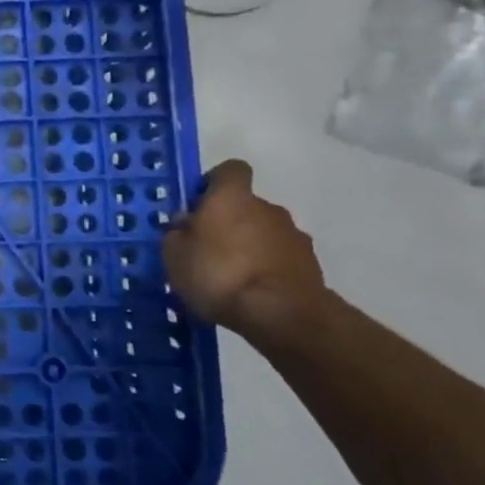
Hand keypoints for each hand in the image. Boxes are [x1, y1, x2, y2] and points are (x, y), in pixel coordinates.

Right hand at [163, 160, 328, 336]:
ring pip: (263, 232)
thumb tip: (186, 225)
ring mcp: (293, 235)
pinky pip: (280, 257)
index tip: (199, 205)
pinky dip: (267, 267)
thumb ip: (177, 233)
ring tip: (230, 277)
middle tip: (207, 250)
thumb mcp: (174, 255)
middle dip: (229, 222)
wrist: (281, 314)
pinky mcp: (310, 263)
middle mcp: (266, 207)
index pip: (230, 170)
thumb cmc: (218, 274)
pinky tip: (252, 291)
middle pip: (245, 205)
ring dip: (249, 246)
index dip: (214, 183)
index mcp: (231, 197)